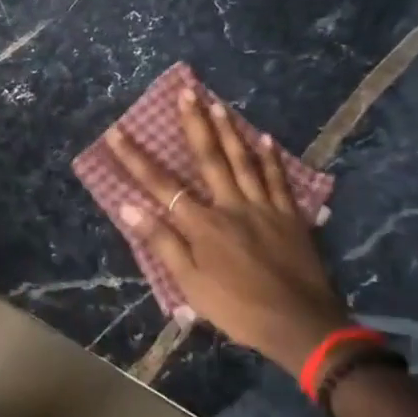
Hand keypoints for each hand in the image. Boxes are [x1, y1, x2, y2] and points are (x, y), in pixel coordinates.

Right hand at [102, 89, 346, 373]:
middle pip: (209, 158)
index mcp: (203, 225)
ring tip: (217, 102)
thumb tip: (129, 206)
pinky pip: (278, 180)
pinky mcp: (290, 216)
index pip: (161, 185)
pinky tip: (265, 138)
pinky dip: (270, 158)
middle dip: (194, 123)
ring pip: (244, 161)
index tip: (117, 132)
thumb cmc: (238, 308)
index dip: (136, 158)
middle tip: (186, 90)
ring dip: (229, 130)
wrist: (300, 325)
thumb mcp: (191, 284)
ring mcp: (264, 207)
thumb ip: (162, 242)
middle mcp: (231, 206)